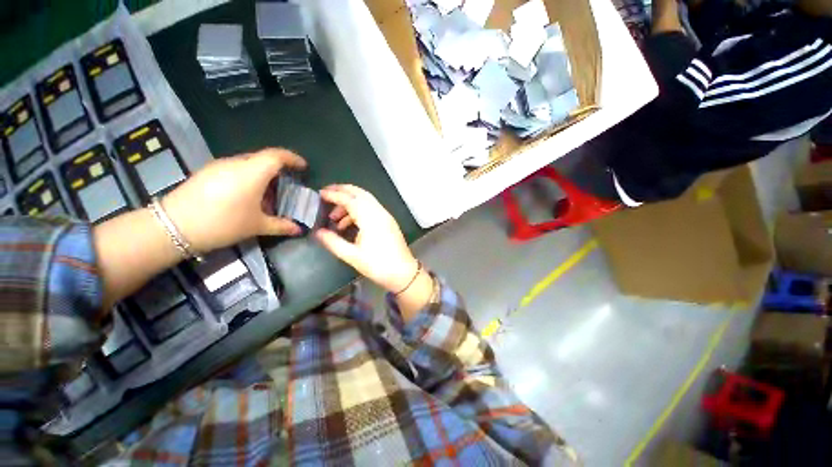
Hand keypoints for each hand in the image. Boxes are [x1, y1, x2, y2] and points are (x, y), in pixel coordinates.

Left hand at [162, 148, 305, 252]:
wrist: (174, 226)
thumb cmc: (224, 222)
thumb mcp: (257, 226)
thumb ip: (281, 225)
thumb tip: (299, 229)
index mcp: (252, 172)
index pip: (277, 155)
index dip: (292, 158)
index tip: (303, 166)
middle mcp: (236, 163)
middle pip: (263, 158)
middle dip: (278, 168)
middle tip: (287, 184)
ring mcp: (219, 166)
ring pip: (248, 163)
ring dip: (262, 174)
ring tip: (267, 193)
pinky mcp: (207, 172)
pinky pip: (234, 169)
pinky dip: (247, 177)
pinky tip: (246, 195)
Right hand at [315, 185, 418, 292]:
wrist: (403, 273)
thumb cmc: (378, 265)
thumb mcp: (353, 256)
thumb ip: (334, 242)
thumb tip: (318, 232)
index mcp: (371, 219)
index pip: (350, 200)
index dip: (334, 195)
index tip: (320, 194)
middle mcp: (379, 213)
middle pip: (360, 193)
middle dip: (343, 190)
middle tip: (326, 193)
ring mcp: (385, 216)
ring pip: (366, 200)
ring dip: (350, 203)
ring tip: (334, 217)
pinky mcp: (388, 221)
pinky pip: (371, 208)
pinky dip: (358, 210)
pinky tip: (348, 224)